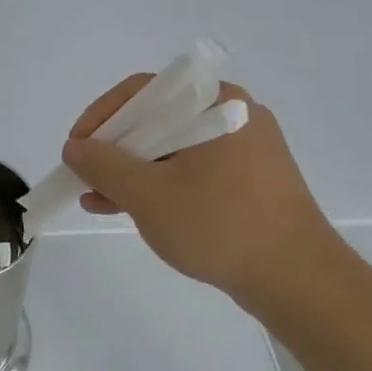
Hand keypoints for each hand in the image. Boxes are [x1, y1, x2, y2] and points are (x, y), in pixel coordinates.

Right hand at [61, 76, 346, 312]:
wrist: (296, 279)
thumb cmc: (219, 224)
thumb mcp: (148, 194)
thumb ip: (103, 165)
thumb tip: (75, 148)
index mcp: (216, 103)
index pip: (144, 91)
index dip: (101, 116)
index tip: (75, 147)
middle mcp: (232, 116)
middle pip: (156, 120)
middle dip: (113, 149)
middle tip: (83, 175)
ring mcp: (243, 150)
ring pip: (171, 150)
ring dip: (130, 172)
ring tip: (94, 199)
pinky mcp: (247, 182)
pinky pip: (190, 172)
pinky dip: (157, 186)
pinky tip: (124, 209)